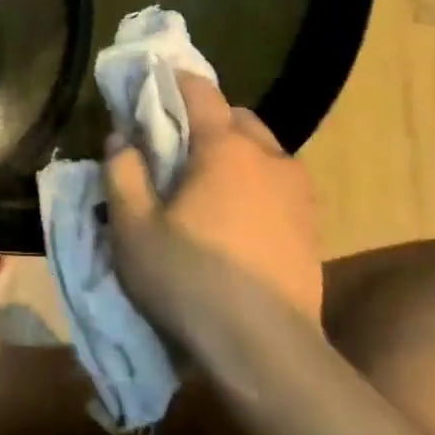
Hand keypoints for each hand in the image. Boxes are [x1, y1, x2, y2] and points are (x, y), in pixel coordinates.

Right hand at [104, 73, 323, 338]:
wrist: (267, 352)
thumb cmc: (190, 280)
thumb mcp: (133, 227)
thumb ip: (122, 172)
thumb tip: (122, 138)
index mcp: (225, 148)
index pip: (199, 91)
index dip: (172, 81)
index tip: (149, 85)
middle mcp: (270, 157)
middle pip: (236, 118)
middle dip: (205, 121)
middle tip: (173, 148)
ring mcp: (299, 193)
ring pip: (262, 151)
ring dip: (234, 154)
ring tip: (205, 185)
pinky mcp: (312, 227)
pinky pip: (278, 184)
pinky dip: (254, 184)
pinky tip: (234, 218)